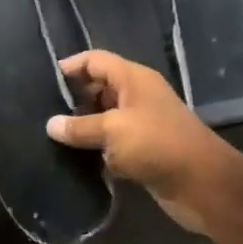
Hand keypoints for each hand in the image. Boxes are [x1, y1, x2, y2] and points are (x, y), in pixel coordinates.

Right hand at [46, 50, 240, 233]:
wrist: (201, 183)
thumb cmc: (157, 144)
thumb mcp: (113, 130)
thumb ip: (80, 127)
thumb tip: (50, 124)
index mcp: (133, 79)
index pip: (95, 60)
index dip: (71, 66)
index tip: (43, 81)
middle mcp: (136, 96)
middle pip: (99, 88)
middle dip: (73, 98)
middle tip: (41, 112)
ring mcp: (141, 124)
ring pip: (104, 118)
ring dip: (83, 127)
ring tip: (49, 136)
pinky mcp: (142, 150)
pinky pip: (112, 143)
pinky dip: (96, 149)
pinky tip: (73, 158)